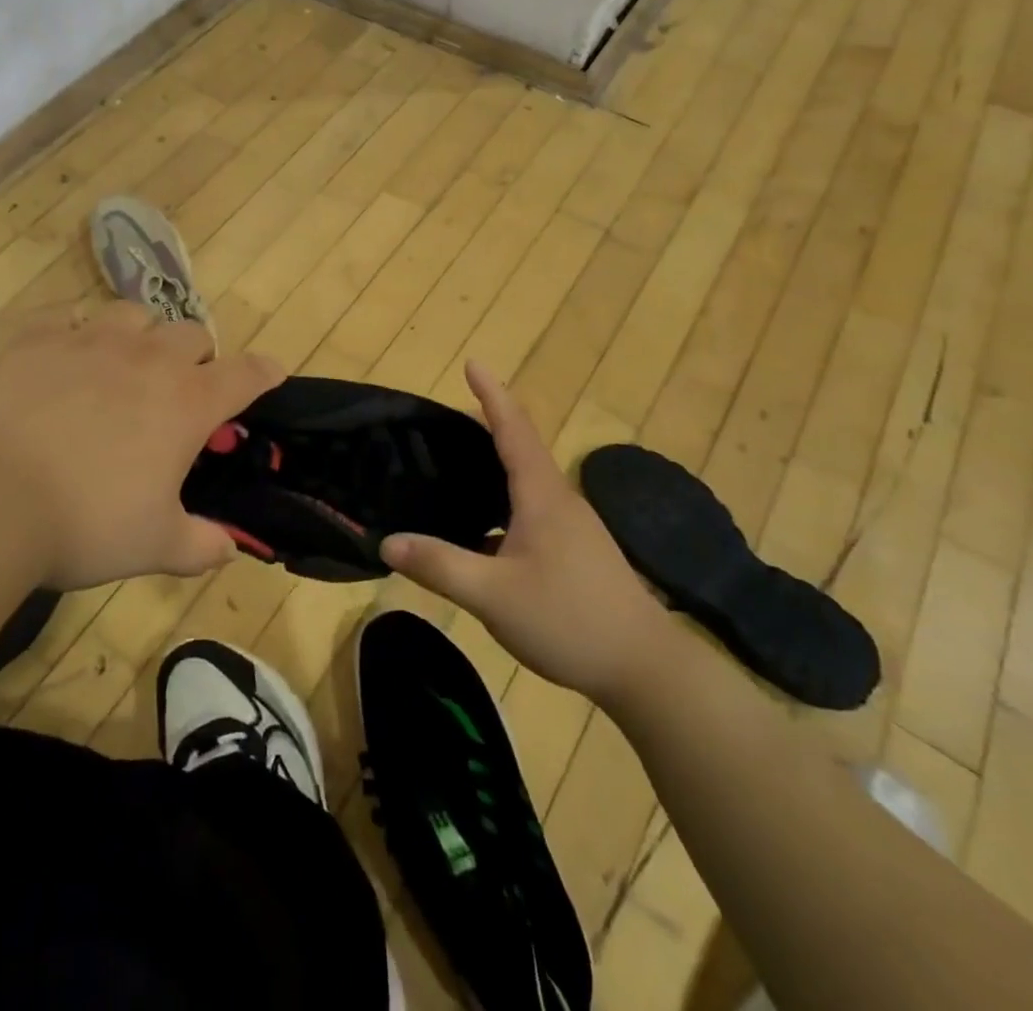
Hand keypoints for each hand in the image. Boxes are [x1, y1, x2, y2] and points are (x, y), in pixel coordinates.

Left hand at [0, 301, 285, 589]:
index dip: (264, 372)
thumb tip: (228, 550)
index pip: (245, 374)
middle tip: (182, 388)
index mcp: (187, 402)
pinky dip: (74, 329)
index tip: (272, 373)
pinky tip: (66, 352)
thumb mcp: (156, 546)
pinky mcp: (37, 341)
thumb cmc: (87, 523)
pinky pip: (65, 315)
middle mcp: (147, 359)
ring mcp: (90, 341)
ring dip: (142, 334)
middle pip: (193, 333)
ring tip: (127, 363)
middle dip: (198, 356)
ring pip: (134, 314)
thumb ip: (201, 546)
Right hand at [378, 362, 674, 706]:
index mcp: (541, 496)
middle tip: (442, 423)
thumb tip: (387, 542)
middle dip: (485, 426)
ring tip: (454, 470)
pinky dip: (501, 504)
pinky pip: (529, 511)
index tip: (472, 362)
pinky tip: (480, 533)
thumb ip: (439, 566)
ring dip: (493, 467)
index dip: (492, 393)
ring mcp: (572, 527)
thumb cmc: (569, 620)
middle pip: (519, 448)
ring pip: (525, 483)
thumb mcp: (493, 596)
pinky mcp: (575, 552)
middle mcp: (559, 500)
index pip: (513, 428)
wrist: (646, 669)